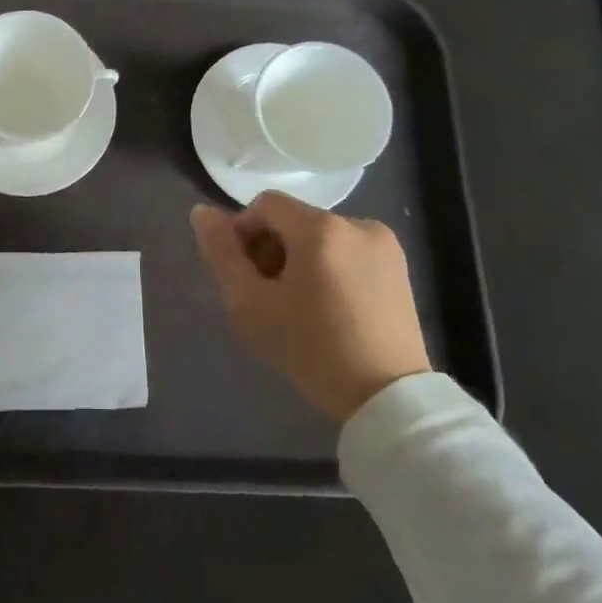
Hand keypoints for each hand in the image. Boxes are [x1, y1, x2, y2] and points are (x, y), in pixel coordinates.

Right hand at [191, 191, 430, 423]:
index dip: (243, 232)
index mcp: (320, 228)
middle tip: (267, 295)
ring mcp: (383, 243)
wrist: (387, 398)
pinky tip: (330, 306)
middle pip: (293, 219)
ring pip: (320, 235)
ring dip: (300, 258)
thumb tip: (201, 212)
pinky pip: (347, 249)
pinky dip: (329, 266)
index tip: (244, 275)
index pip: (264, 204)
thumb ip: (221, 254)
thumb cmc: (311, 350)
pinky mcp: (400, 265)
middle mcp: (356, 223)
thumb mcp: (250, 305)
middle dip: (272, 248)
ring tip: (300, 304)